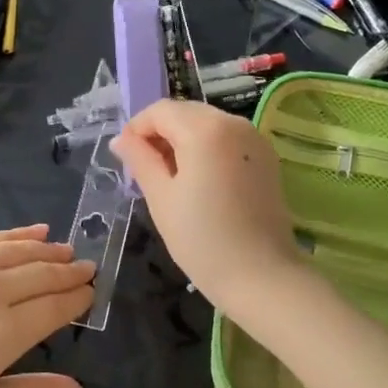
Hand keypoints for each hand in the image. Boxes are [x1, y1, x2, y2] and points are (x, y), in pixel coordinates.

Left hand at [0, 225, 92, 387]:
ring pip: (18, 250)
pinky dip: (13, 235)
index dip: (79, 298)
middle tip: (89, 268)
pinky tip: (31, 233)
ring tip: (66, 250)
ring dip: (47, 250)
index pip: (56, 305)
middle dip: (70, 271)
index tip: (94, 291)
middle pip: (42, 273)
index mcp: (6, 331)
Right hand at [109, 100, 304, 309]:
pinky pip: (227, 138)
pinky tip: (201, 180)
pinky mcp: (266, 156)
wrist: (261, 276)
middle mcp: (232, 122)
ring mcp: (254, 138)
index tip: (127, 158)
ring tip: (172, 177)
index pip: (160, 111)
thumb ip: (140, 160)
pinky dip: (208, 148)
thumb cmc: (202, 239)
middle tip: (146, 169)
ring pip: (207, 123)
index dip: (137, 128)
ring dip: (184, 139)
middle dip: (161, 133)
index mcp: (204, 128)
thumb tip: (121, 139)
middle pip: (185, 112)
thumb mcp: (161, 197)